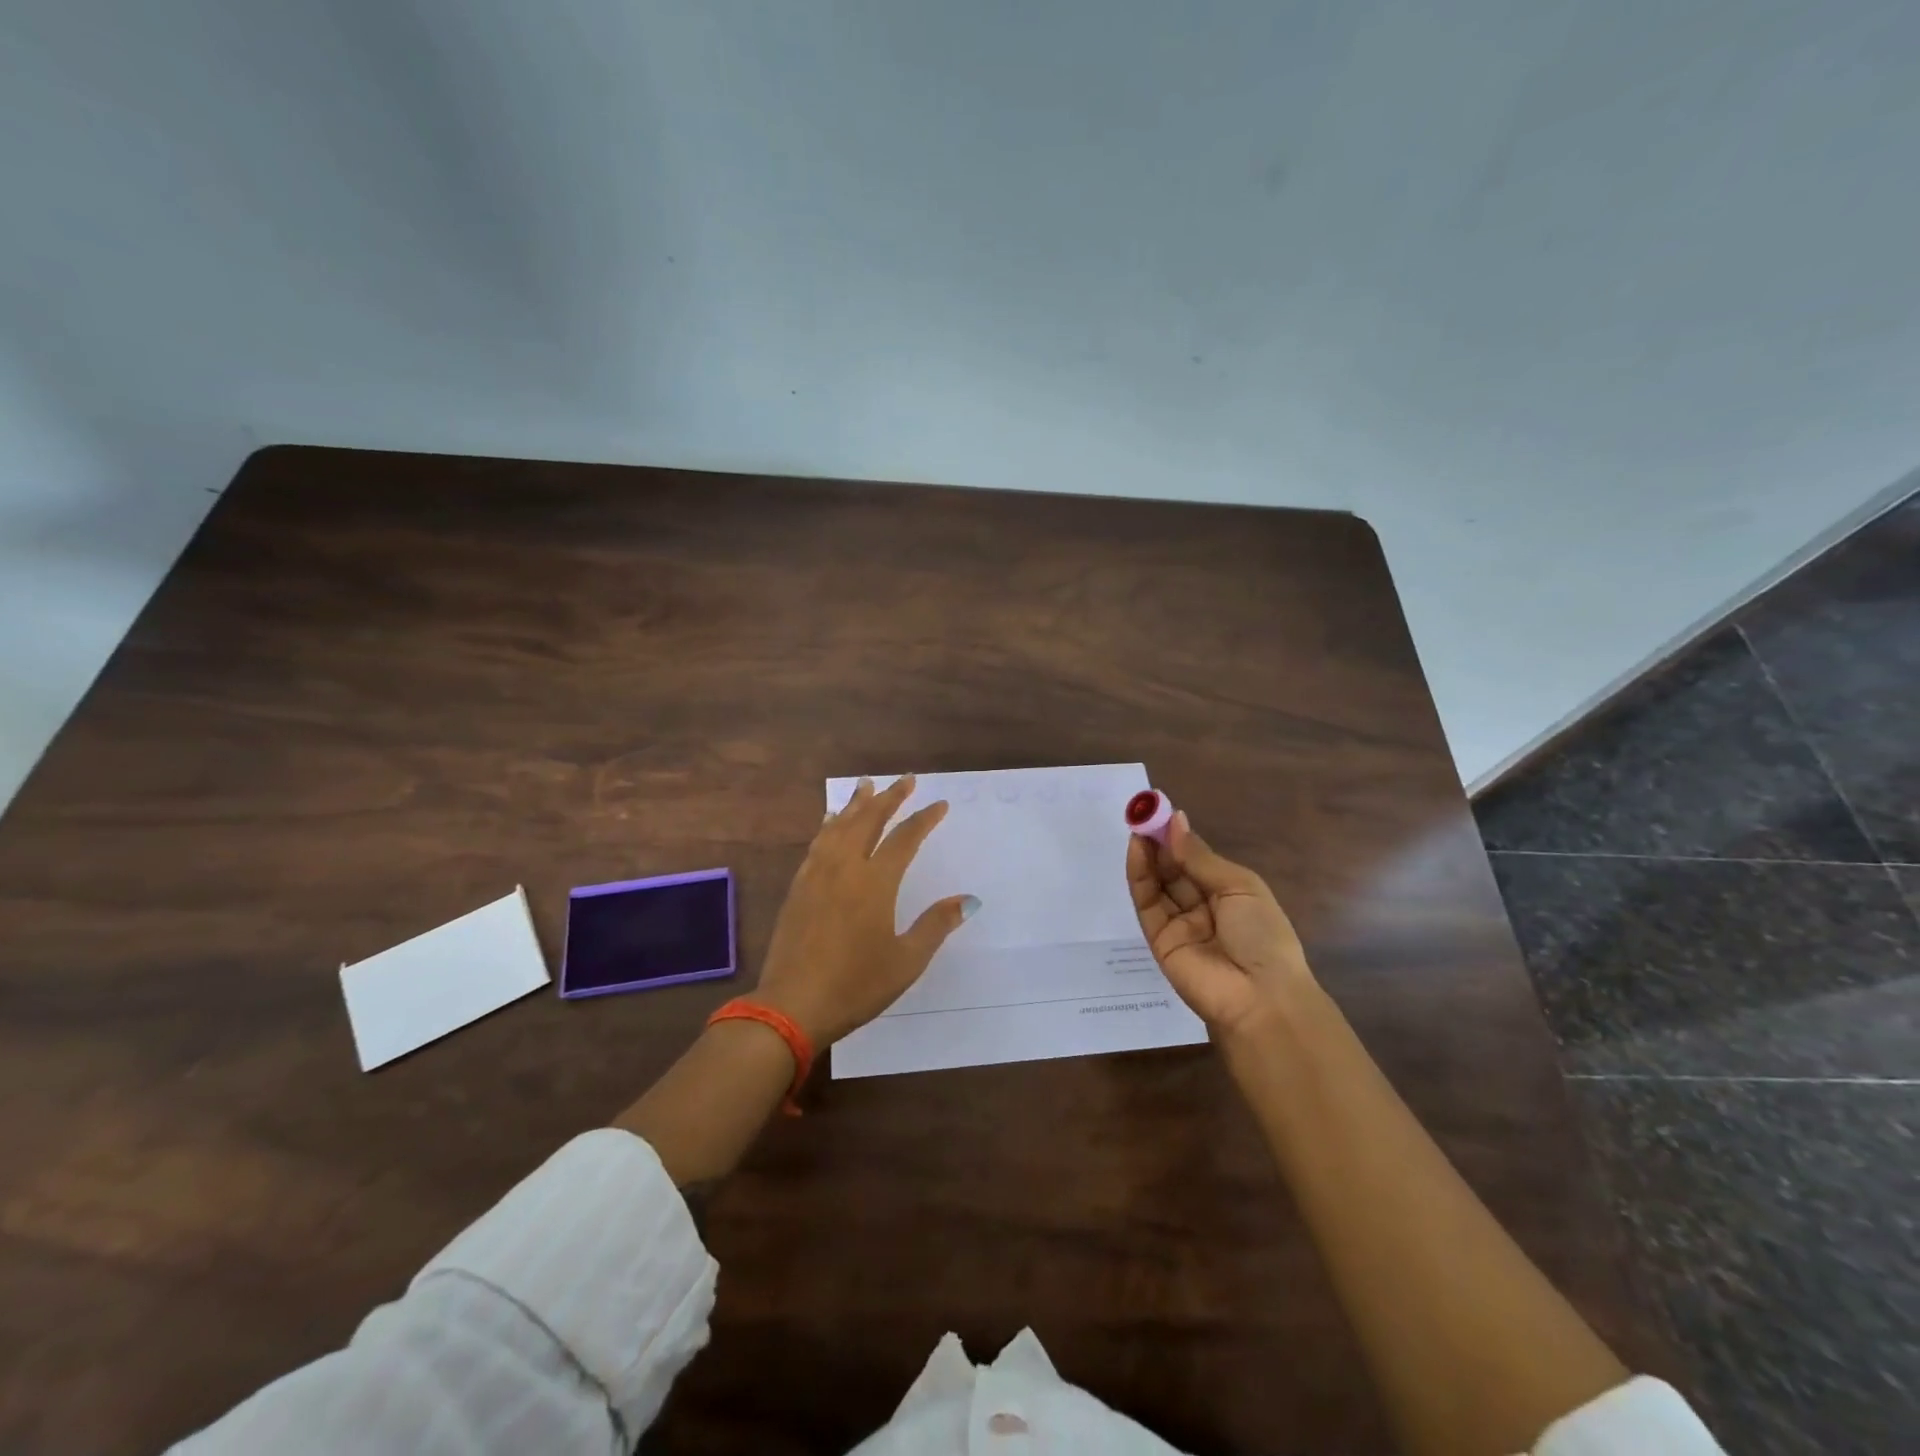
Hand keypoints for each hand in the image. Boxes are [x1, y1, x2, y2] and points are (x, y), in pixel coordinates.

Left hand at [755, 775, 977, 1046]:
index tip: (939, 804)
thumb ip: (936, 925)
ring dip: (855, 804)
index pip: (904, 839)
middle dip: (889, 798)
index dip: (923, 819)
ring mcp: (817, 875)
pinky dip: (828, 826)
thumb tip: (967, 899)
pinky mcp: (798, 888)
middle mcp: (845, 868)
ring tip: (866, 785)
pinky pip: (817, 843)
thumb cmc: (856, 985)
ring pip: (838, 827)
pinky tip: (830, 822)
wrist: (792, 1005)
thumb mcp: (906, 961)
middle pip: (868, 821)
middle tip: (905, 779)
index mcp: (875, 883)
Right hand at [1127, 810, 1314, 1049]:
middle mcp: (1203, 908)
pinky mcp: (1158, 940)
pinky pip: (1147, 903)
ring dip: (1147, 855)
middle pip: (1174, 870)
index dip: (1179, 837)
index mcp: (1229, 894)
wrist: (1260, 997)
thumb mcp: (1239, 887)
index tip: (1162, 811)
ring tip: (1138, 825)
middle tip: (1144, 814)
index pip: (1197, 860)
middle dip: (1160, 842)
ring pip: (1158, 884)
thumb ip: (1200, 857)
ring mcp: (1179, 924)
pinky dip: (1140, 876)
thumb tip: (1175, 822)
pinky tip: (1138, 850)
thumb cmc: (1263, 935)